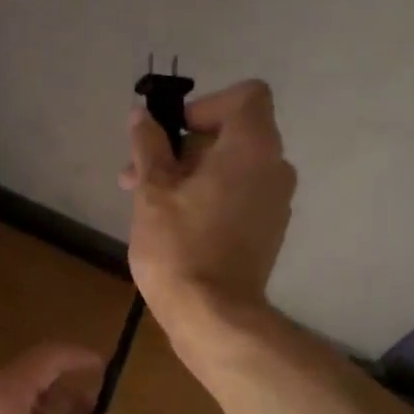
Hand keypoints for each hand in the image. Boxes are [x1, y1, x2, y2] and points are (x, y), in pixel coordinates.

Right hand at [122, 79, 295, 338]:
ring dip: (190, 173)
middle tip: (138, 173)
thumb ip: (148, 145)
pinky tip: (174, 223)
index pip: (246, 96)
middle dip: (183, 146)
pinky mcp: (268, 231)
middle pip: (233, 133)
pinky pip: (240, 195)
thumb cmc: (179, 247)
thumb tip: (141, 116)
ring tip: (146, 201)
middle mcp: (275, 168)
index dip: (206, 106)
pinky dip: (210, 195)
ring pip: (232, 167)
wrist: (213, 317)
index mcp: (252, 148)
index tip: (171, 133)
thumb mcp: (152, 191)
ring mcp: (276, 202)